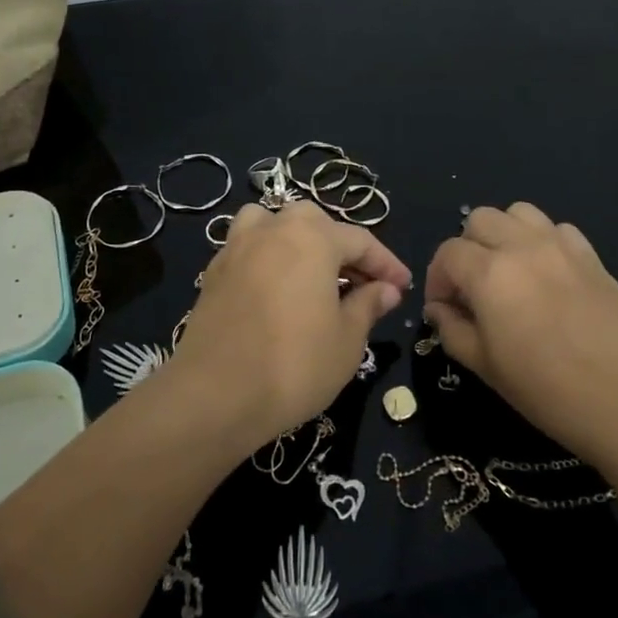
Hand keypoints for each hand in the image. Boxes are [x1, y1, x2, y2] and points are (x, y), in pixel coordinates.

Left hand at [173, 200, 410, 449]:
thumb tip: (385, 289)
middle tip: (360, 285)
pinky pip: (248, 248)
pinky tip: (275, 290)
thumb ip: (368, 306)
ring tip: (309, 273)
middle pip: (315, 223)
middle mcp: (274, 229)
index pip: (360, 240)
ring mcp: (238, 247)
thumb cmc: (294, 365)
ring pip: (273, 224)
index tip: (403, 286)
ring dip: (297, 240)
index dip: (386, 264)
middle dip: (341, 248)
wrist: (215, 394)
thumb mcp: (347, 340)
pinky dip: (267, 258)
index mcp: (312, 238)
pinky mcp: (214, 272)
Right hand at [423, 202, 617, 464]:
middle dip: (466, 249)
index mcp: (490, 274)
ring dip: (503, 234)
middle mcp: (522, 247)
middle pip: (479, 220)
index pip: (448, 254)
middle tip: (472, 288)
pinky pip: (557, 228)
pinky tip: (546, 274)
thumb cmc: (549, 392)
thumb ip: (453, 330)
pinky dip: (541, 241)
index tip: (443, 308)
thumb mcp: (486, 367)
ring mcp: (561, 246)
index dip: (437, 279)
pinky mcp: (592, 256)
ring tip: (508, 271)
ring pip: (518, 213)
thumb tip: (440, 310)